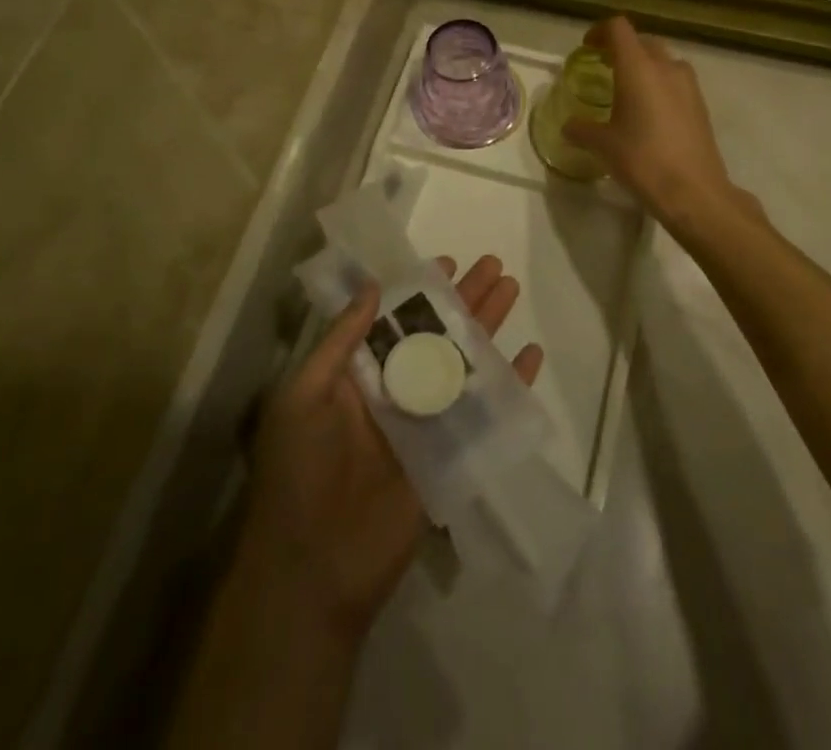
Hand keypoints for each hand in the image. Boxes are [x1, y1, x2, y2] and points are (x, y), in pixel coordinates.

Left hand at [236, 255, 543, 640]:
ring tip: (512, 289)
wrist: (315, 568)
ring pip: (463, 362)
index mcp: (357, 375)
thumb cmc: (299, 471)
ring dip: (488, 327)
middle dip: (464, 299)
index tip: (445, 262)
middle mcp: (394, 391)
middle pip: (436, 334)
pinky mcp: (451, 453)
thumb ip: (340, 342)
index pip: (394, 320)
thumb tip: (373, 288)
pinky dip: (510, 383)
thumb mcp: (303, 395)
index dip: (418, 291)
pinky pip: (484, 410)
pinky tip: (531, 356)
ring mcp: (425, 421)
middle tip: (494, 265)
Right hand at [563, 16, 756, 227]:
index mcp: (638, 67)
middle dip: (622, 48)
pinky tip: (649, 113)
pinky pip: (676, 81)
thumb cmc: (642, 160)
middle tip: (604, 67)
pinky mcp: (700, 104)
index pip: (618, 28)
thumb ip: (582, 129)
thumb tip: (568, 126)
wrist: (694, 191)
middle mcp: (666, 67)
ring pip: (663, 60)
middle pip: (642, 41)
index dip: (600, 31)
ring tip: (628, 90)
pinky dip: (660, 85)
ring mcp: (688, 84)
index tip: (587, 47)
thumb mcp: (603, 145)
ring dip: (644, 66)